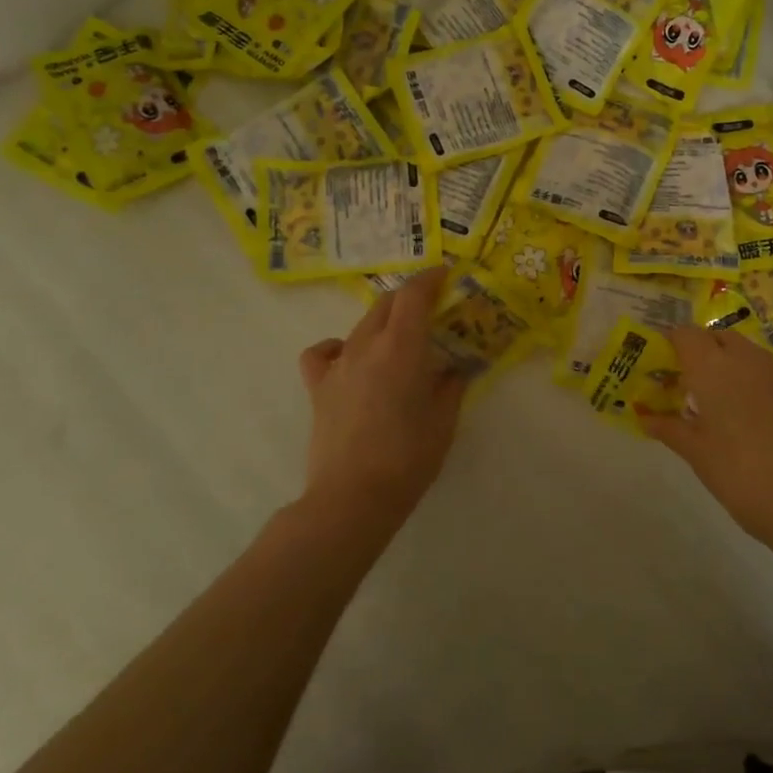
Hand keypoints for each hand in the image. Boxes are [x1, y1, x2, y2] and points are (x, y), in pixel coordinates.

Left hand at [297, 267, 464, 528]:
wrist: (352, 498)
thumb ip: (450, 385)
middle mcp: (366, 346)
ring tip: (398, 338)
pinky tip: (350, 359)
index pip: (413, 296)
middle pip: (385, 304)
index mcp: (401, 348)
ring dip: (382, 322)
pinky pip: (323, 352)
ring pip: (360, 325)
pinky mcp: (318, 387)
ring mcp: (338, 365)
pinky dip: (338, 346)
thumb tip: (454, 369)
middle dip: (409, 298)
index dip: (430, 279)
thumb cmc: (408, 458)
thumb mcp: (444, 421)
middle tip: (430, 308)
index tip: (445, 274)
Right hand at [644, 327, 772, 550]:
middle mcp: (750, 359)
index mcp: (714, 368)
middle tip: (695, 386)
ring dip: (737, 369)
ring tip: (731, 407)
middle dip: (706, 352)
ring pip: (753, 356)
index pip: (687, 335)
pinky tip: (769, 423)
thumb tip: (644, 417)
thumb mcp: (698, 455)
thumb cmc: (742, 477)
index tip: (666, 365)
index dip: (673, 344)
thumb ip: (670, 428)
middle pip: (721, 338)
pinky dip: (767, 387)